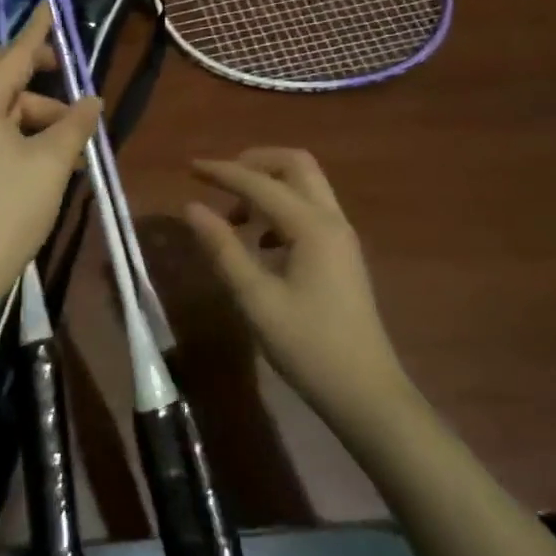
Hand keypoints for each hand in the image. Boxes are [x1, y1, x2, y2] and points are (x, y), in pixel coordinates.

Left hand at [0, 5, 101, 337]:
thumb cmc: (9, 210)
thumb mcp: (52, 163)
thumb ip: (75, 124)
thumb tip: (92, 100)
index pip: (14, 55)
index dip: (38, 31)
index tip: (50, 4)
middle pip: (3, 76)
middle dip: (40, 76)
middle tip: (72, 81)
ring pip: (4, 107)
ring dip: (41, 116)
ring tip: (77, 147)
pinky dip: (26, 136)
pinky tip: (57, 159)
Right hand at [185, 149, 403, 417]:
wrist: (366, 393)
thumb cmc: (308, 346)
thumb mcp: (256, 299)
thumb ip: (223, 248)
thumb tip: (192, 207)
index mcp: (312, 226)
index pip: (260, 183)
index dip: (222, 172)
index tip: (190, 167)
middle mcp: (331, 220)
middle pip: (295, 165)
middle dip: (254, 163)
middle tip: (220, 181)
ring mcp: (341, 237)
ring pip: (305, 186)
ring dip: (268, 186)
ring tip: (233, 218)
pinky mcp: (341, 254)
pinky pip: (309, 210)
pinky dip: (280, 209)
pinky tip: (260, 243)